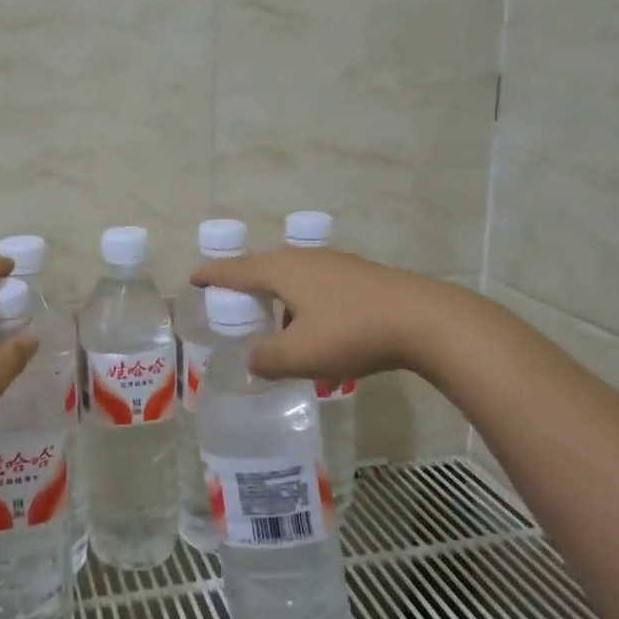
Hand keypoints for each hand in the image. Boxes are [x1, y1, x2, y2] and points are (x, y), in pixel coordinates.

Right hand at [191, 248, 433, 385]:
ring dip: (277, 296)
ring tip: (273, 321)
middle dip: (245, 284)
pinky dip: (302, 301)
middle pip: (264, 267)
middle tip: (230, 302)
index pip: (235, 270)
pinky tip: (315, 326)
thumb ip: (267, 359)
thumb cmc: (352, 332)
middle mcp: (304, 258)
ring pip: (293, 276)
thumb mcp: (300, 355)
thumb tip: (253, 360)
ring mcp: (335, 264)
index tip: (193, 277)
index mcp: (282, 270)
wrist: (425, 321)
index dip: (212, 275)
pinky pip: (316, 284)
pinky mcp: (359, 276)